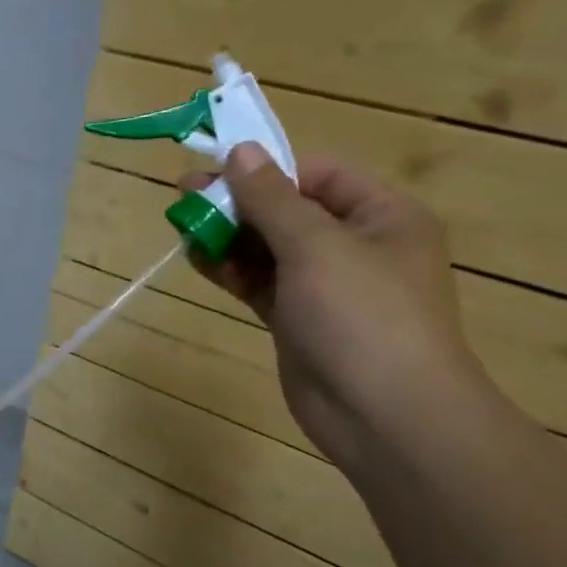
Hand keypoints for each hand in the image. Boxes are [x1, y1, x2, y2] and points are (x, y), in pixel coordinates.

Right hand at [180, 144, 491, 469]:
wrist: (384, 416)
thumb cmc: (362, 316)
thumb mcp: (316, 246)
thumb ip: (272, 199)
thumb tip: (240, 150)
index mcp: (382, 217)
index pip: (319, 175)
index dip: (269, 169)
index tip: (218, 169)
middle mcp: (356, 246)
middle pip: (288, 211)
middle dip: (238, 203)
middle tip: (184, 196)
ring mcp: (325, 287)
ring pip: (268, 249)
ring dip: (228, 237)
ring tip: (182, 226)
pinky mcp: (298, 320)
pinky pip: (260, 283)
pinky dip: (230, 270)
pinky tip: (197, 258)